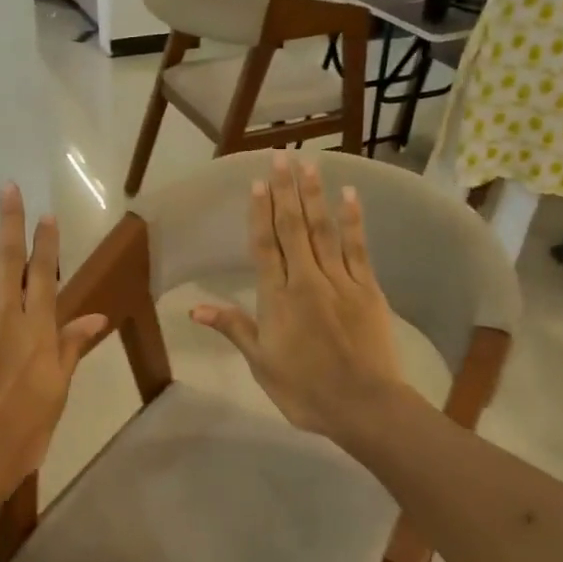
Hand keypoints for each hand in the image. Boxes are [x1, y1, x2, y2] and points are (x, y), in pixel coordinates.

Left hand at [0, 185, 106, 501]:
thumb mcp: (57, 392)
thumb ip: (72, 348)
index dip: (44, 243)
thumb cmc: (23, 433)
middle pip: (8, 260)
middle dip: (10, 221)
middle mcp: (4, 317)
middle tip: (8, 187)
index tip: (45, 215)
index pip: (43, 275)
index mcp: (38, 332)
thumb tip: (97, 315)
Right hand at [191, 153, 407, 440]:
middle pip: (293, 228)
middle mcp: (306, 281)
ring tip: (309, 165)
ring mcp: (340, 281)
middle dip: (285, 191)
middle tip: (281, 157)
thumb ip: (234, 328)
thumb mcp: (261, 364)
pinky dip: (353, 220)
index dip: (259, 214)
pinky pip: (357, 247)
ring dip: (315, 196)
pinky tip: (349, 196)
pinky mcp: (367, 288)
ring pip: (324, 230)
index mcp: (277, 300)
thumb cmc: (305, 391)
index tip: (257, 184)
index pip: (264, 247)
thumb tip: (195, 308)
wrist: (363, 405)